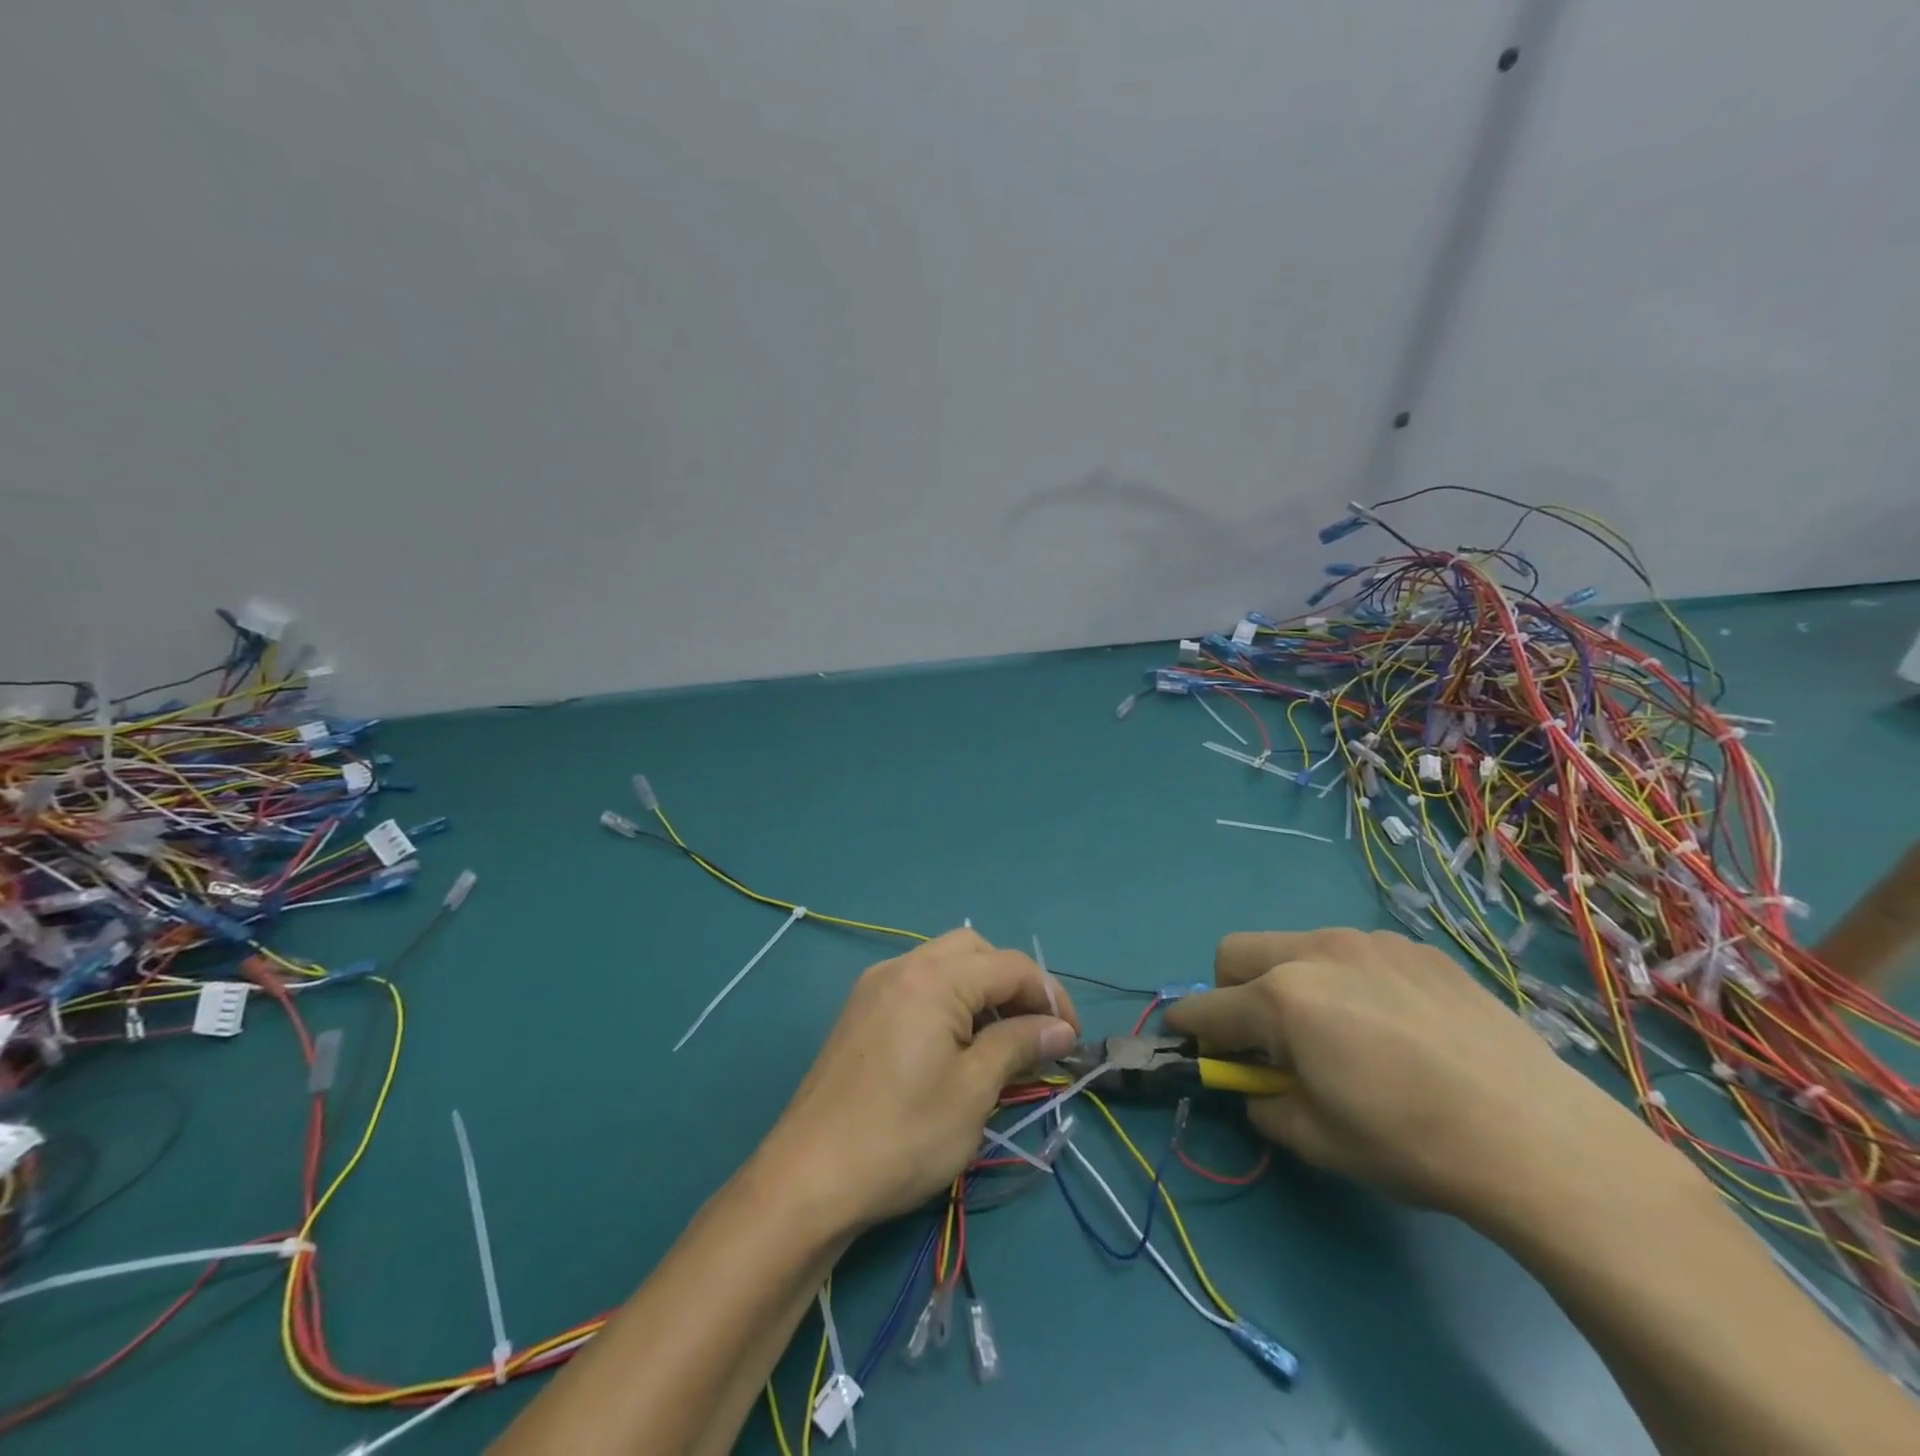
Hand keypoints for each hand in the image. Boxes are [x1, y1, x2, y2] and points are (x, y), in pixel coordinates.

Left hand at [759, 929, 1079, 1232]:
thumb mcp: (974, 1091)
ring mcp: (875, 986)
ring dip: (980, 991)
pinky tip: (956, 1045)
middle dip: (1013, 984)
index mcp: (933, 978)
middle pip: (975, 951)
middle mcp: (902, 966)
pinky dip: (948, 1001)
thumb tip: (1061, 1028)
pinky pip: (917, 985)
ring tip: (1000, 1043)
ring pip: (944, 964)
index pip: (1010, 966)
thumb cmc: (902, 1135)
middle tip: (1034, 1033)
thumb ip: (1019, 1045)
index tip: (1071, 1039)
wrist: (809, 1178)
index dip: (1049, 996)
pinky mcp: (860, 1010)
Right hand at [1165, 929, 1647, 1221]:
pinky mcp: (1415, 948)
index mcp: (1283, 998)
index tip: (1184, 1039)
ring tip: (1340, 1029)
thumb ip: (1265, 1104)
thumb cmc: (1411, 1144)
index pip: (1208, 1007)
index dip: (1188, 1026)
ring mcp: (1369, 942)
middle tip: (1265, 1037)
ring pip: (1296, 945)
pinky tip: (1395, 1024)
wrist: (1540, 1139)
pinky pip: (1354, 952)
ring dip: (1290, 979)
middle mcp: (1316, 952)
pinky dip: (1347, 979)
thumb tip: (1256, 1087)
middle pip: (1236, 952)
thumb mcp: (1318, 1140)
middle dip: (1230, 990)